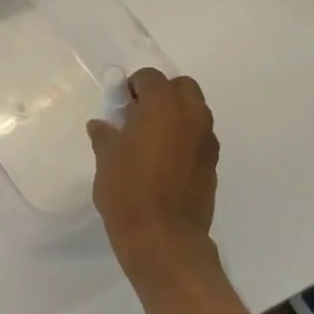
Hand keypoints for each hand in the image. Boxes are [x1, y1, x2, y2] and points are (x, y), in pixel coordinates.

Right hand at [87, 68, 219, 281]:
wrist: (162, 236)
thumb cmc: (127, 190)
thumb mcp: (106, 159)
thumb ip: (105, 136)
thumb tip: (102, 126)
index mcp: (163, 107)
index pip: (151, 78)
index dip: (133, 86)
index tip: (119, 104)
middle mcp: (191, 117)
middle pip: (182, 87)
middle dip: (162, 93)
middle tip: (138, 115)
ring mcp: (206, 142)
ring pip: (195, 112)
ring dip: (175, 116)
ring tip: (150, 139)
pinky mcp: (211, 165)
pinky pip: (198, 138)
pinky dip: (184, 139)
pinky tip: (163, 161)